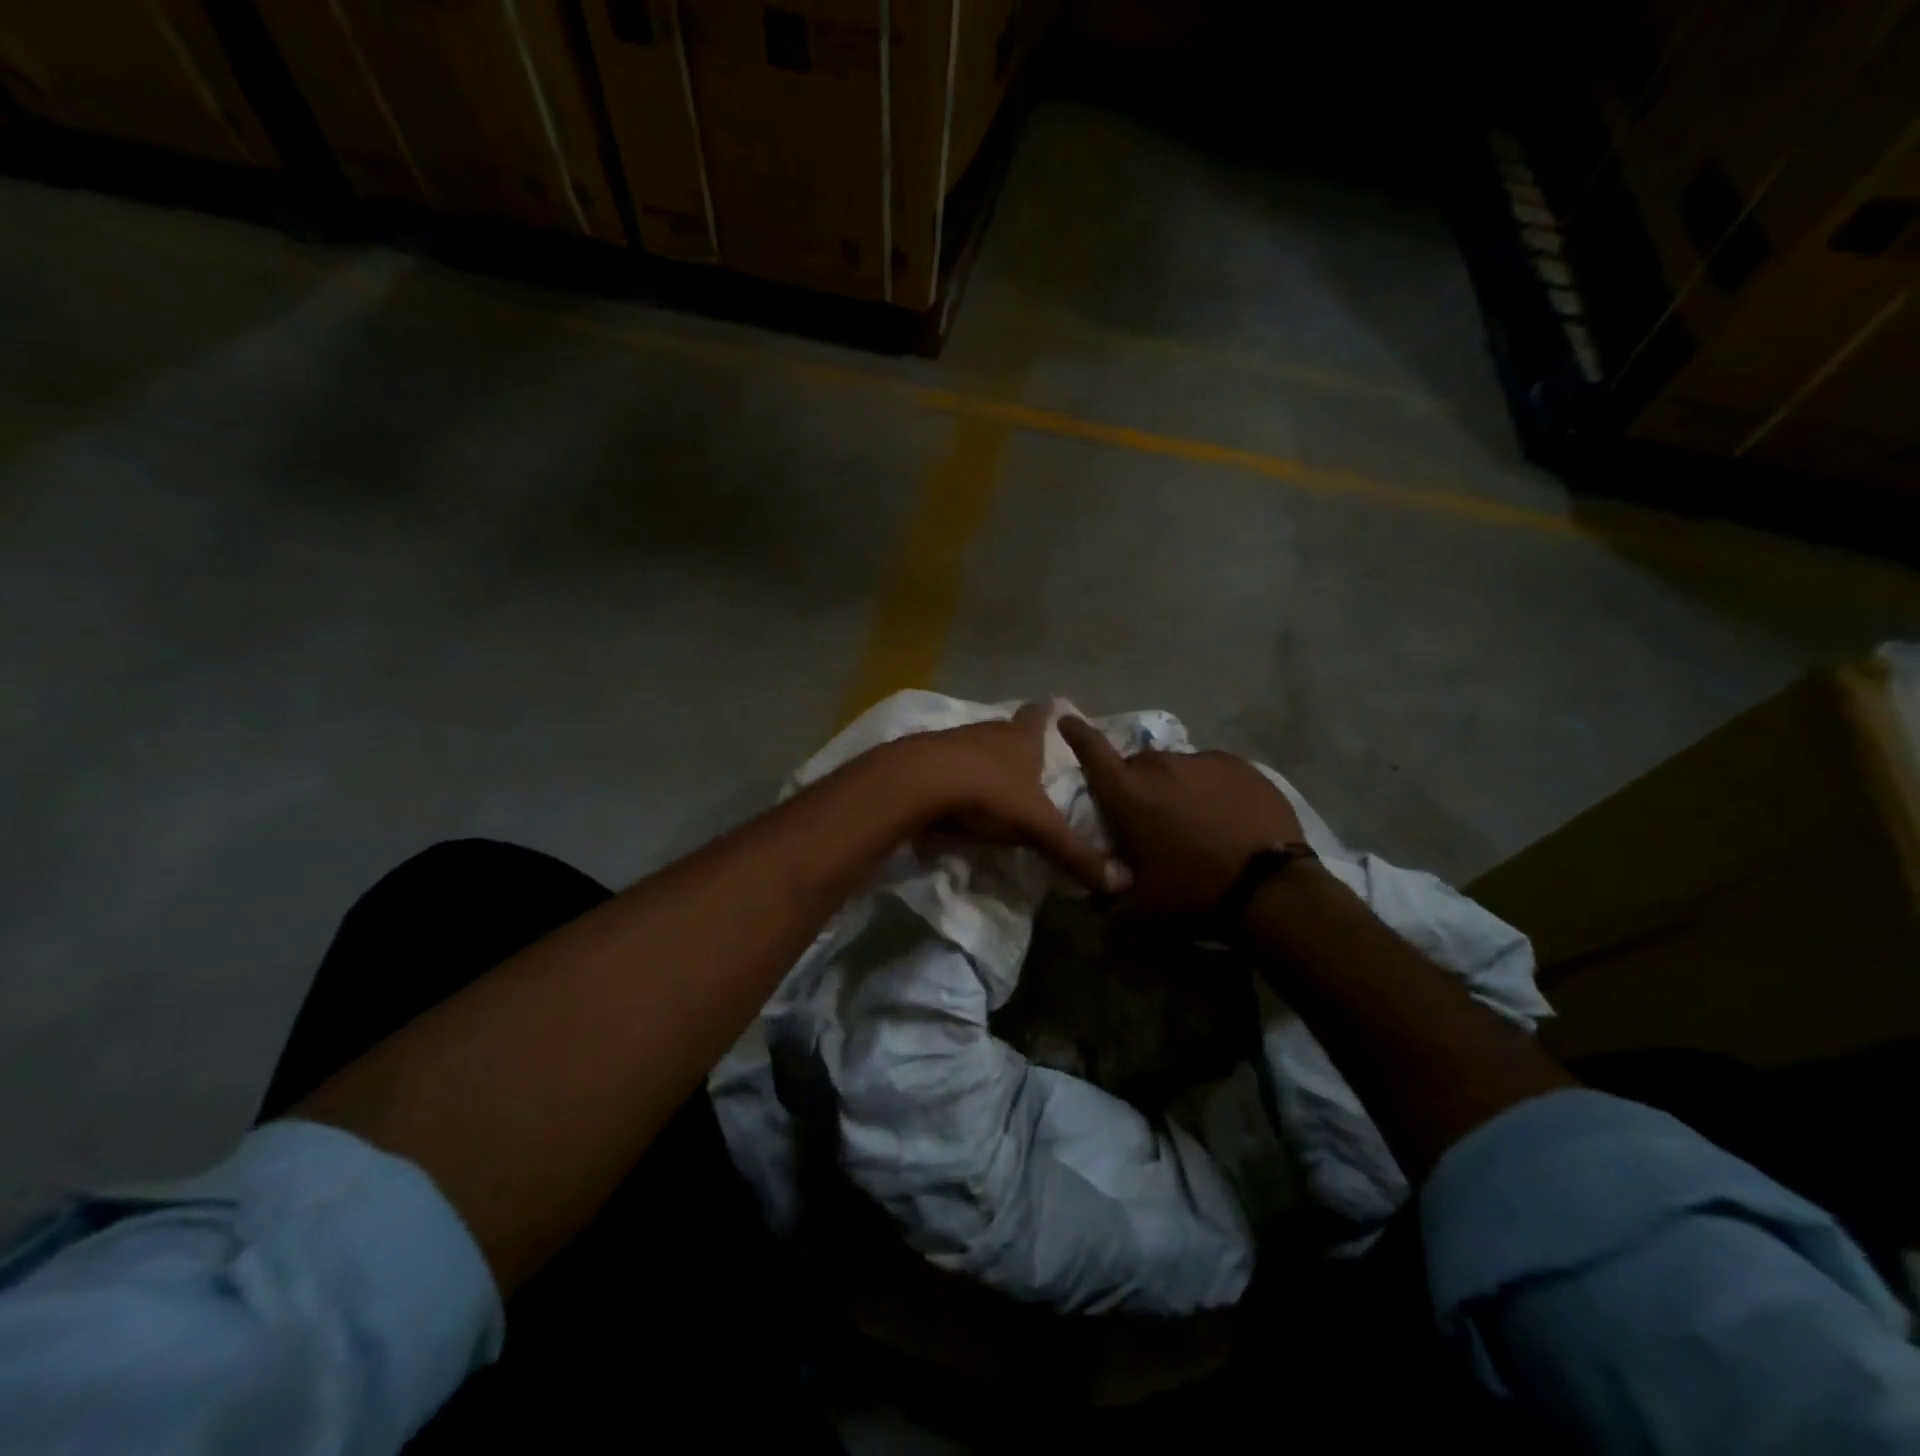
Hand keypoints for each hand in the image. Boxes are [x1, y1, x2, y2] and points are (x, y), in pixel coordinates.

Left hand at [883, 703, 1130, 893]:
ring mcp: (952, 740)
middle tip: (1029, 763)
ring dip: (983, 762)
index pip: (1040, 714)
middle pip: (1006, 730)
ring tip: (993, 784)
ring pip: (974, 746)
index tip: (1056, 712)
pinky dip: (952, 776)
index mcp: (1021, 737)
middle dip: (1017, 744)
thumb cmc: (988, 793)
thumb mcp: (1038, 828)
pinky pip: (945, 764)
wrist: (918, 782)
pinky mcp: (922, 757)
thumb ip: (1075, 854)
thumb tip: (1124, 882)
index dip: (1049, 714)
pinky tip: (953, 797)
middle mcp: (988, 730)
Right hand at [1057, 717, 1304, 915]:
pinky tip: (1223, 812)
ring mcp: (1201, 760)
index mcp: (1128, 792)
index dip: (1077, 734)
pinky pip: (1210, 770)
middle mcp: (1160, 765)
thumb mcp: (1142, 899)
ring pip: (1176, 767)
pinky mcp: (1237, 764)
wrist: (1268, 885)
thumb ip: (1111, 890)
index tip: (1067, 719)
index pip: (1092, 750)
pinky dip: (1208, 786)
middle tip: (1150, 814)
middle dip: (1137, 784)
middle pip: (1138, 765)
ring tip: (1192, 817)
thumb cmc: (1192, 887)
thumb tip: (1096, 893)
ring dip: (1175, 785)